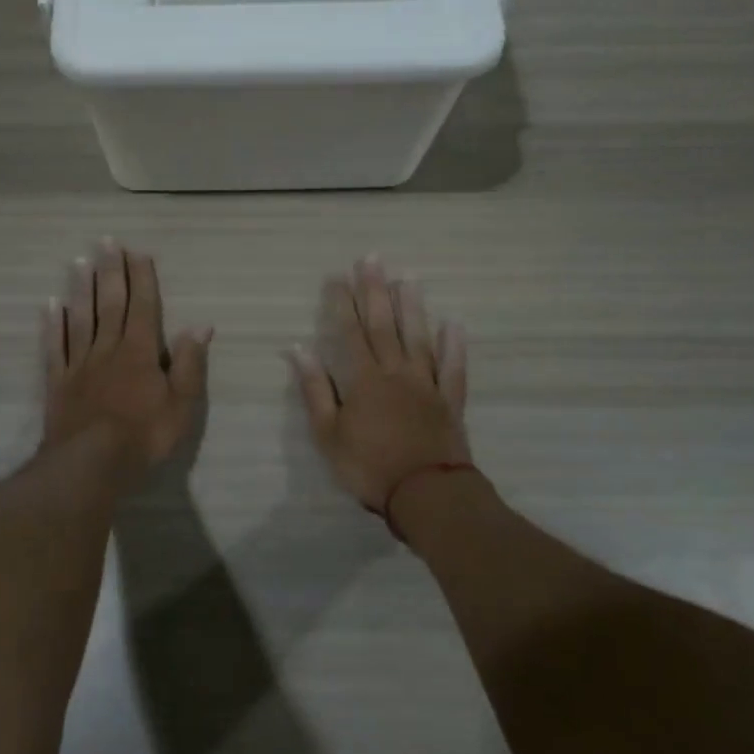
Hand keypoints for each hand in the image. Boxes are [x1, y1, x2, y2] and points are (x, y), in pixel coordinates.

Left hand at [42, 240, 211, 469]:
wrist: (90, 465)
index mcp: (140, 352)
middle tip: (105, 241)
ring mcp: (80, 364)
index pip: (143, 306)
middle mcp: (108, 349)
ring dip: (81, 288)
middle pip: (110, 303)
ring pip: (80, 318)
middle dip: (110, 271)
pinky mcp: (58, 382)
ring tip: (78, 261)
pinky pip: (55, 347)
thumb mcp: (181, 404)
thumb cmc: (144, 436)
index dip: (142, 278)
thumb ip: (190, 363)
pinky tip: (50, 304)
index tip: (138, 252)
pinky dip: (52, 324)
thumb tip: (201, 325)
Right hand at [290, 256, 469, 511]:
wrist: (426, 495)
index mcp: (363, 379)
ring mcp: (426, 384)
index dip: (342, 303)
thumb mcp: (328, 433)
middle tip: (373, 259)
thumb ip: (316, 389)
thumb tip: (299, 349)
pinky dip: (454, 345)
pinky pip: (453, 368)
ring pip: (418, 337)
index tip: (337, 276)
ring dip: (412, 306)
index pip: (349, 332)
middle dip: (375, 290)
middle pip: (384, 324)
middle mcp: (396, 372)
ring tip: (408, 277)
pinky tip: (454, 324)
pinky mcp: (449, 401)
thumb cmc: (368, 466)